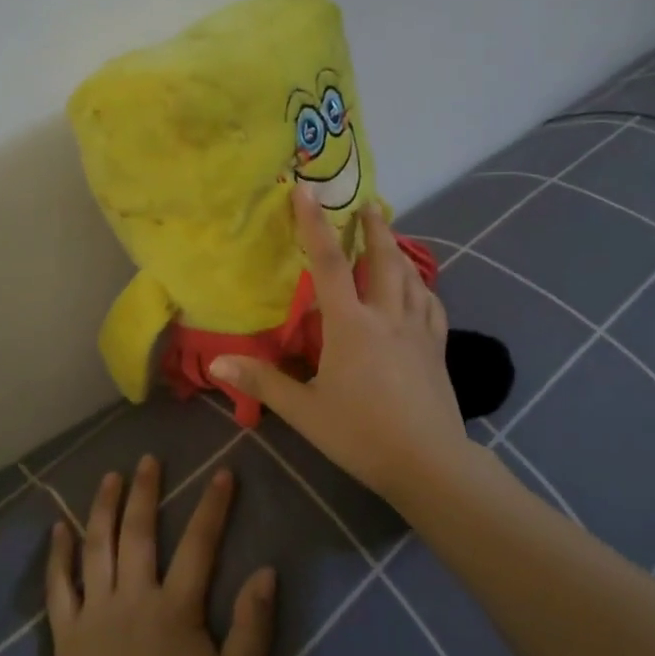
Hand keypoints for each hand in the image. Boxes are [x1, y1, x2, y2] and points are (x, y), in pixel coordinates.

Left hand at [45, 457, 275, 655]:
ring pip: (98, 546)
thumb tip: (265, 573)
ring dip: (103, 507)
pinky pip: (58, 586)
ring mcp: (94, 615)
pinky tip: (58, 528)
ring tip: (108, 477)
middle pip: (140, 532)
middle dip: (146, 491)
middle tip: (148, 459)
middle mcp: (133, 599)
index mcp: (176, 611)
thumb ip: (252, 631)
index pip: (200, 545)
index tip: (222, 473)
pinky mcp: (65, 636)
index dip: (213, 507)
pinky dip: (58, 554)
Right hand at [209, 186, 477, 499]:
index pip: (330, 264)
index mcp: (351, 326)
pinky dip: (423, 287)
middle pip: (383, 260)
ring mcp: (417, 331)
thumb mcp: (305, 411)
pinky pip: (432, 306)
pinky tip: (420, 289)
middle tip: (368, 202)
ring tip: (391, 237)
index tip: (307, 192)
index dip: (315, 225)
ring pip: (412, 278)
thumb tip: (217, 360)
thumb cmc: (361, 435)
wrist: (430, 464)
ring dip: (400, 251)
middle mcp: (387, 317)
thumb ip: (263, 382)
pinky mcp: (437, 349)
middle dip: (374, 227)